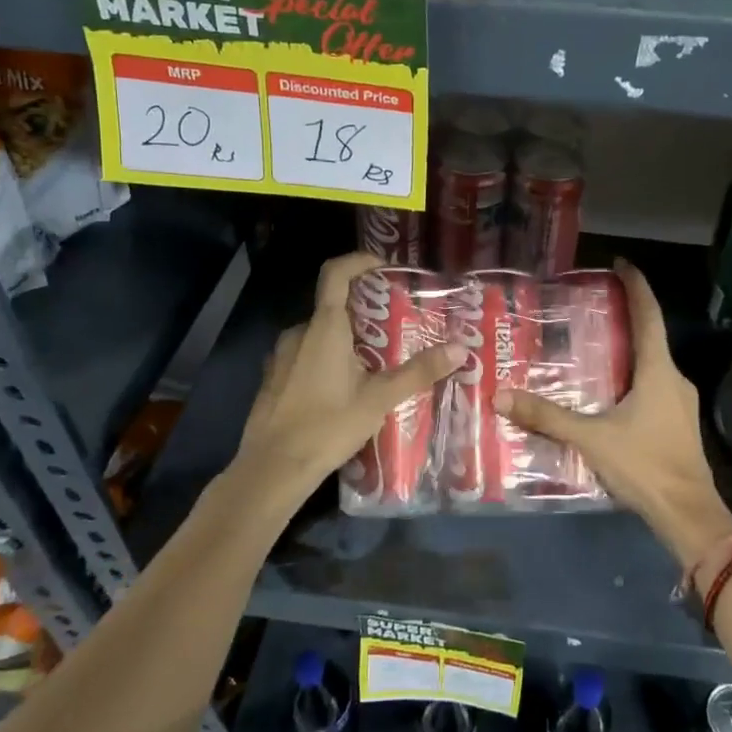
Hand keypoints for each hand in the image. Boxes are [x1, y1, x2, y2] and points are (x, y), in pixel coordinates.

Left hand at [233, 252, 463, 508]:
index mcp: (324, 328)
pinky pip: (306, 355)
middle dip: (365, 311)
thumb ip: (418, 371)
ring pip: (320, 334)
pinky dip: (328, 359)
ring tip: (377, 362)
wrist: (272, 469)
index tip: (384, 269)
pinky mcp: (274, 379)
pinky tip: (346, 388)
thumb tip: (459, 349)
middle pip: (334, 306)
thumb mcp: (379, 399)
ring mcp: (281, 356)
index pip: (336, 273)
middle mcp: (299, 333)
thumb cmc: (327, 426)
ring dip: (347, 339)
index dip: (359, 261)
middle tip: (396, 327)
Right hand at [495, 260, 731, 564]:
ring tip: (594, 345)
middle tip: (592, 307)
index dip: (637, 287)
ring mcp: (680, 403)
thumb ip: (548, 417)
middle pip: (650, 337)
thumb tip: (502, 396)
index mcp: (658, 371)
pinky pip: (653, 386)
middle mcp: (674, 379)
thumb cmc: (645, 466)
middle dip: (625, 317)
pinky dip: (632, 376)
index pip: (648, 315)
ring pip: (652, 365)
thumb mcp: (591, 439)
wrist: (688, 514)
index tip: (622, 264)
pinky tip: (609, 392)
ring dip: (628, 350)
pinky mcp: (677, 423)